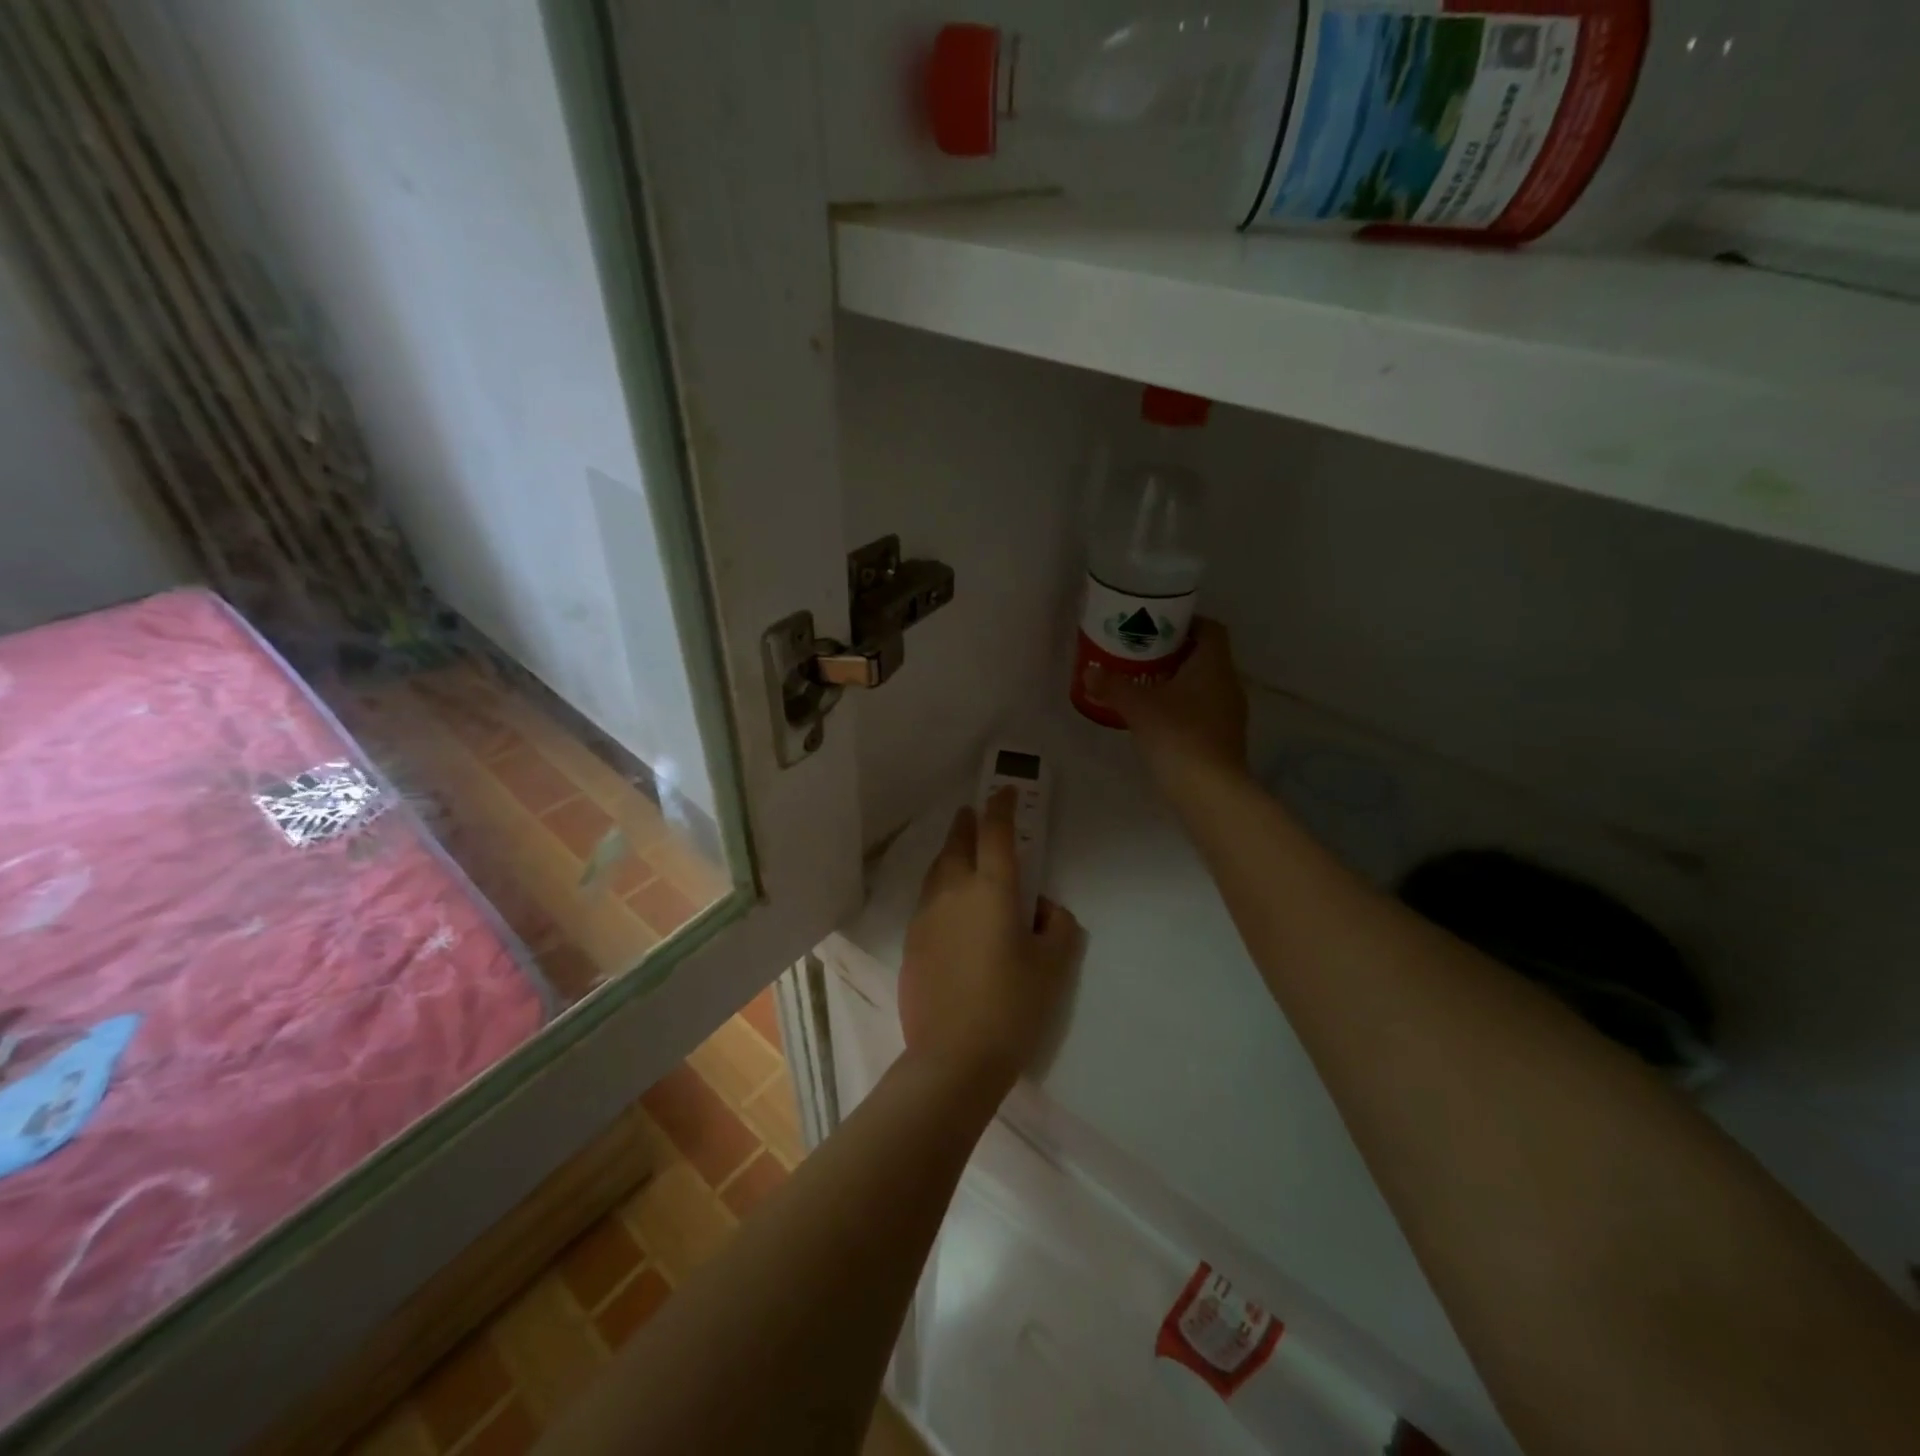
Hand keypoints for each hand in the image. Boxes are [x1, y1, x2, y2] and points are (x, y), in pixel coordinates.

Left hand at [898, 790, 1080, 1091]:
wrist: (953, 1057)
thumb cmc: (1012, 1007)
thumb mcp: (1053, 967)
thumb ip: (1058, 927)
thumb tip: (1044, 908)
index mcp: (992, 891)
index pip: (996, 834)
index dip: (1002, 807)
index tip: (1004, 791)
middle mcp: (953, 892)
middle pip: (957, 844)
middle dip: (967, 824)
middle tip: (973, 813)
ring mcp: (926, 916)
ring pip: (937, 870)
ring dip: (950, 853)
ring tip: (961, 853)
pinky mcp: (911, 942)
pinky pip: (927, 900)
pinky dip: (940, 887)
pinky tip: (949, 905)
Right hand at [1085, 618, 1248, 779]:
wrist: (1210, 790)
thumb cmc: (1177, 735)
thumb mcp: (1137, 707)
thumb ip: (1113, 686)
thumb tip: (1089, 671)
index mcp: (1213, 664)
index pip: (1210, 629)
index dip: (1186, 623)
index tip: (1157, 627)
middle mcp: (1228, 682)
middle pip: (1205, 656)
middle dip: (1175, 653)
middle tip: (1141, 656)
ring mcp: (1230, 712)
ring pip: (1204, 685)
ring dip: (1178, 682)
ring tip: (1144, 685)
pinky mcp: (1225, 737)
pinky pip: (1204, 709)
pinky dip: (1183, 707)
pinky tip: (1158, 718)